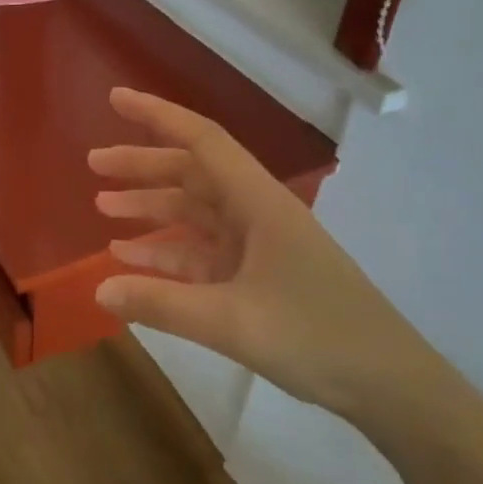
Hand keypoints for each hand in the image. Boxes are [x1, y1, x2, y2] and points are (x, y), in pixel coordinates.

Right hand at [89, 88, 448, 425]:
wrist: (389, 385)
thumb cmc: (317, 337)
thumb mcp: (232, 322)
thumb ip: (161, 304)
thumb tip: (98, 289)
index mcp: (258, 202)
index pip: (201, 141)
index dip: (157, 115)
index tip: (115, 98)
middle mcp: (256, 212)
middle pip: (191, 174)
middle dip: (141, 165)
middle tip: (93, 163)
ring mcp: (257, 245)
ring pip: (193, 212)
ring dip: (150, 207)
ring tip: (102, 206)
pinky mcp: (256, 275)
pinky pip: (201, 252)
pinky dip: (166, 251)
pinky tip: (131, 259)